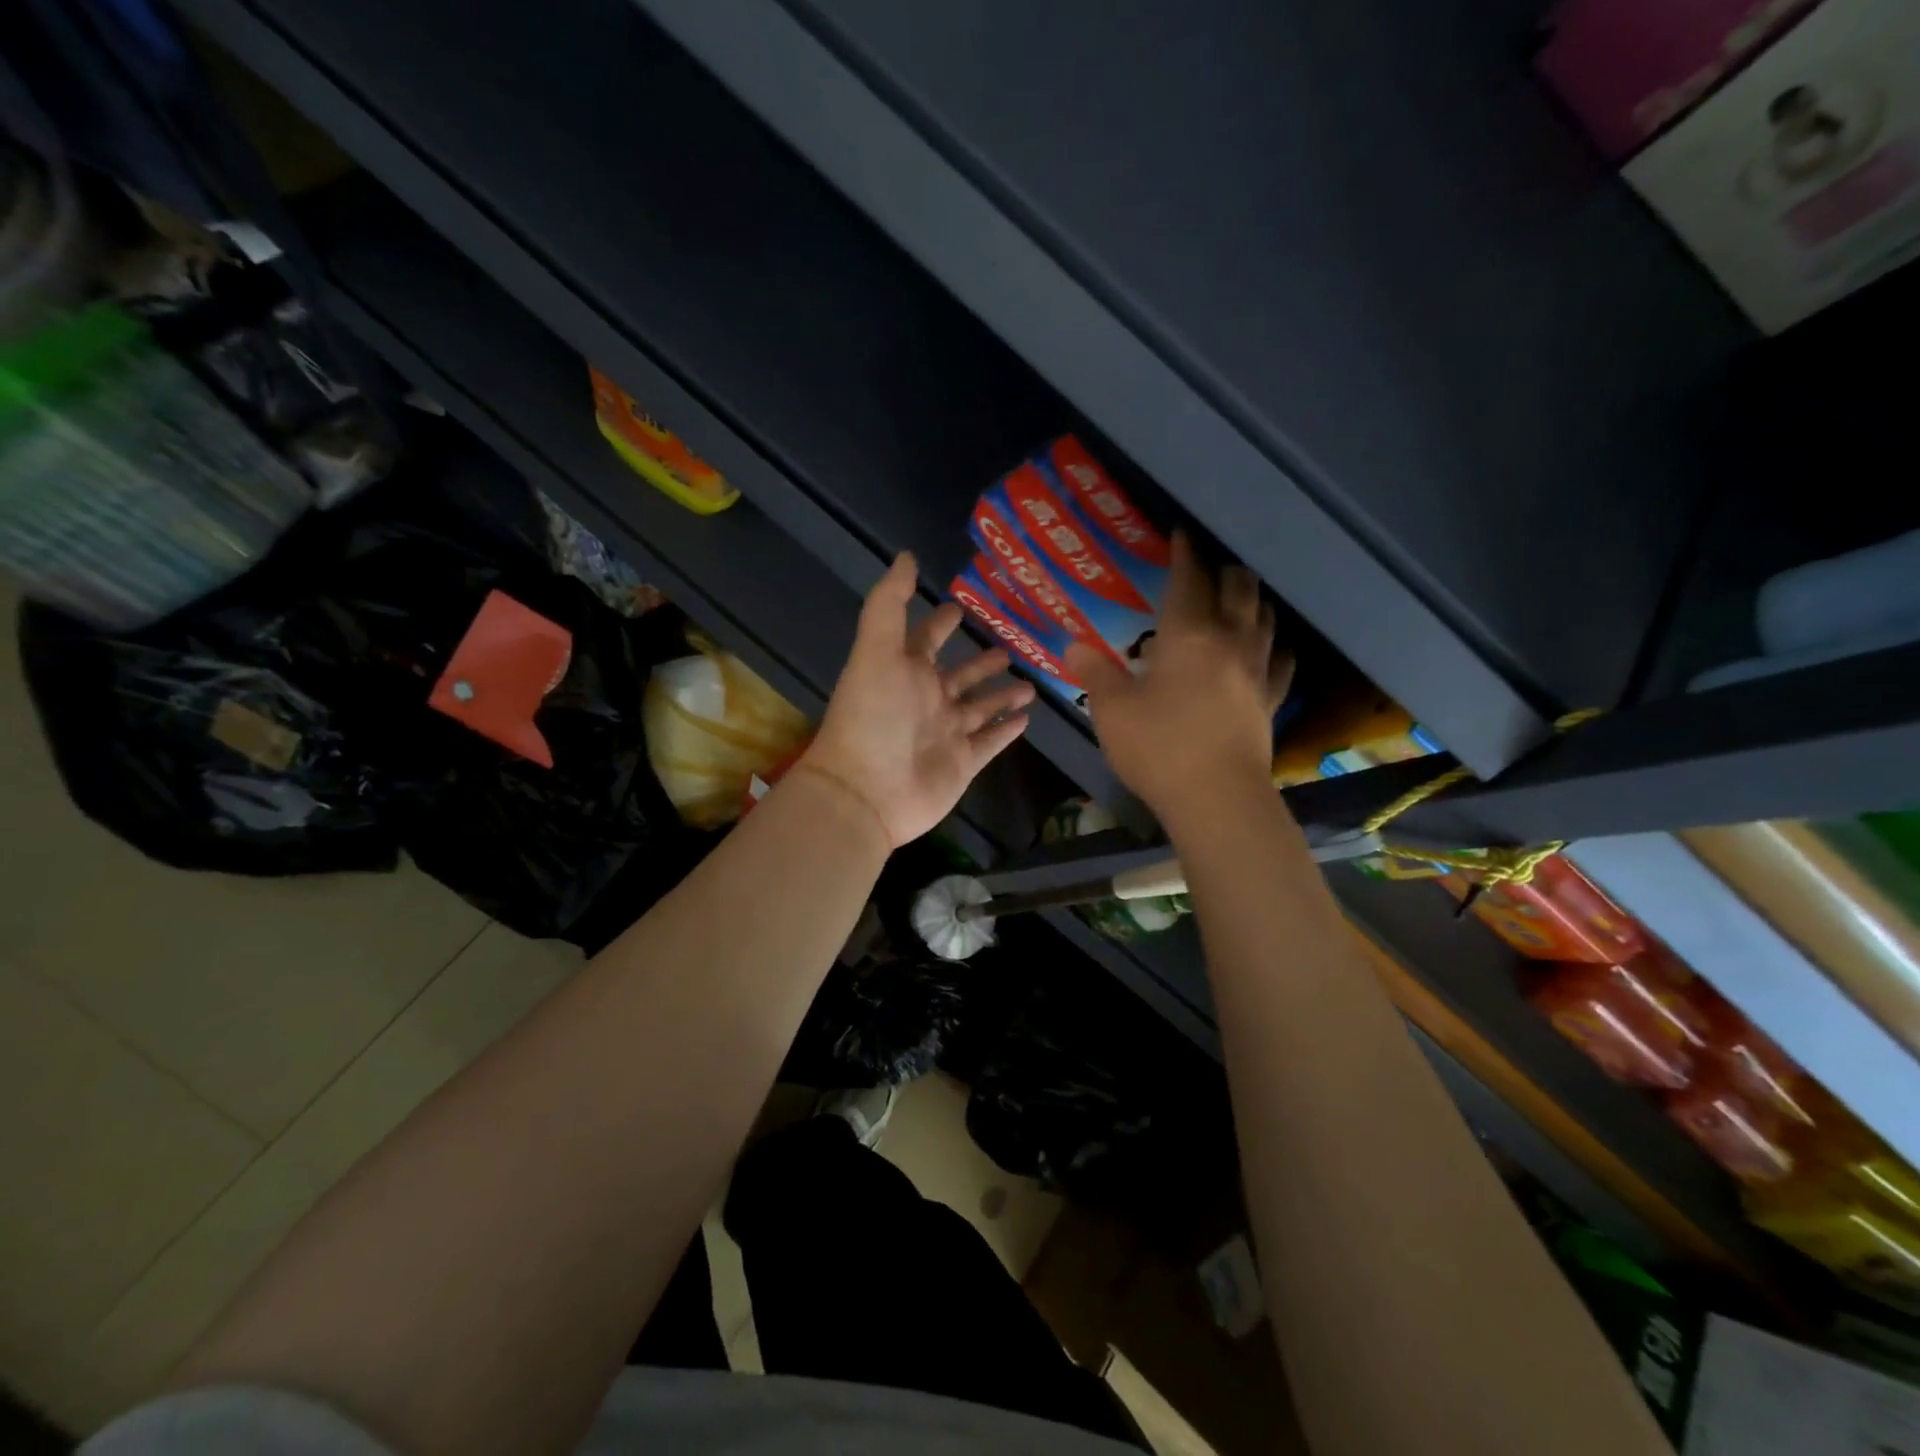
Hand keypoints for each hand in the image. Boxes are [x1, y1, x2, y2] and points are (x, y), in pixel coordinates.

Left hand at [796, 552, 1034, 850]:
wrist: (866, 792)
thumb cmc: (872, 717)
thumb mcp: (876, 650)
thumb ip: (891, 604)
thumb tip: (907, 556)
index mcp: (905, 672)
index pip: (925, 640)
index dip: (940, 623)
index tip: (960, 606)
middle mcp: (927, 700)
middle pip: (960, 675)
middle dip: (980, 662)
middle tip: (1008, 646)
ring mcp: (947, 733)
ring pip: (980, 707)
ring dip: (1001, 694)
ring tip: (1029, 682)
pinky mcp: (963, 763)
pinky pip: (990, 742)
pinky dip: (1006, 730)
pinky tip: (1026, 718)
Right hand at [1066, 532, 1291, 832]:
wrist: (1217, 798)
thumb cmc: (1159, 747)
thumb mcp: (1112, 710)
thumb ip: (1094, 673)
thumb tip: (1073, 646)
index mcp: (1188, 634)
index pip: (1189, 579)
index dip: (1183, 554)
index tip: (1180, 535)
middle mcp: (1229, 640)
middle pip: (1238, 589)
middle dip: (1224, 570)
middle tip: (1208, 568)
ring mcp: (1257, 670)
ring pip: (1265, 618)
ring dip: (1251, 600)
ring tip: (1239, 597)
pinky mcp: (1270, 700)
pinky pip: (1281, 661)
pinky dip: (1274, 646)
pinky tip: (1269, 648)